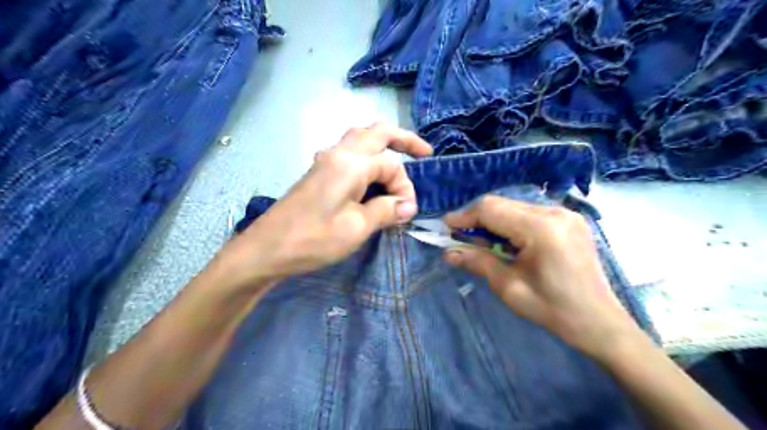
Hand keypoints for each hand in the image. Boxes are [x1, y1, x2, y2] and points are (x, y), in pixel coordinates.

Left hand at [213, 121, 429, 289]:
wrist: (267, 249)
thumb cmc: (313, 239)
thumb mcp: (357, 228)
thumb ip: (385, 211)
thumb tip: (408, 206)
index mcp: (350, 164)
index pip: (391, 165)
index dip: (405, 187)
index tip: (406, 212)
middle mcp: (338, 153)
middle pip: (377, 132)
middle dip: (403, 139)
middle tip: (424, 153)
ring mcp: (325, 161)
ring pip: (361, 138)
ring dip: (383, 144)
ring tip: (399, 159)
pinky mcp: (319, 172)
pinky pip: (349, 152)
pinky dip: (367, 156)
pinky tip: (370, 176)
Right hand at [444, 196, 642, 360]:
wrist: (599, 322)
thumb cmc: (553, 309)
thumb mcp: (509, 287)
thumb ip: (478, 263)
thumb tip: (448, 252)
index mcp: (541, 229)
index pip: (491, 209)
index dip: (464, 216)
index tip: (446, 227)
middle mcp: (554, 212)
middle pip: (502, 204)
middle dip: (477, 218)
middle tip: (460, 237)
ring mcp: (565, 213)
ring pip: (514, 206)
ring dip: (493, 221)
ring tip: (481, 241)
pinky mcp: (569, 219)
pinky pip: (529, 213)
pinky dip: (510, 223)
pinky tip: (506, 241)